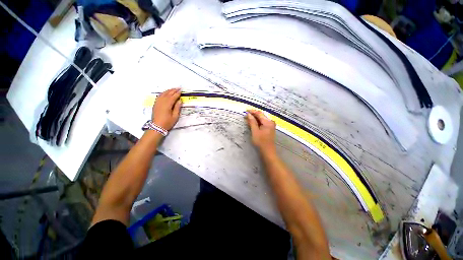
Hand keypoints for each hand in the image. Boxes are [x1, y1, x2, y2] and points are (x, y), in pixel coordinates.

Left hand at [152, 88, 181, 130]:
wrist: (157, 127)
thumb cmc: (167, 122)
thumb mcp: (175, 116)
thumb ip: (177, 108)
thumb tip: (179, 101)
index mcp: (167, 105)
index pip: (173, 97)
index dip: (177, 93)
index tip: (181, 90)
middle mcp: (162, 102)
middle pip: (168, 94)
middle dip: (173, 90)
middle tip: (178, 88)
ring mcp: (158, 103)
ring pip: (163, 94)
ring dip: (168, 91)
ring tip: (173, 89)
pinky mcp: (156, 104)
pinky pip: (159, 96)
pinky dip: (163, 93)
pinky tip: (165, 93)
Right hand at [246, 110, 275, 151]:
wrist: (267, 151)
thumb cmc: (261, 142)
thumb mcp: (255, 131)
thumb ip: (252, 122)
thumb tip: (249, 114)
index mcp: (268, 122)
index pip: (259, 113)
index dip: (252, 111)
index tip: (245, 111)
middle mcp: (270, 122)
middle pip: (261, 116)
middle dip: (253, 115)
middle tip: (245, 116)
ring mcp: (270, 125)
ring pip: (261, 120)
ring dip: (254, 119)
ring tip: (247, 119)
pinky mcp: (269, 129)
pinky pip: (262, 123)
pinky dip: (257, 123)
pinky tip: (252, 123)